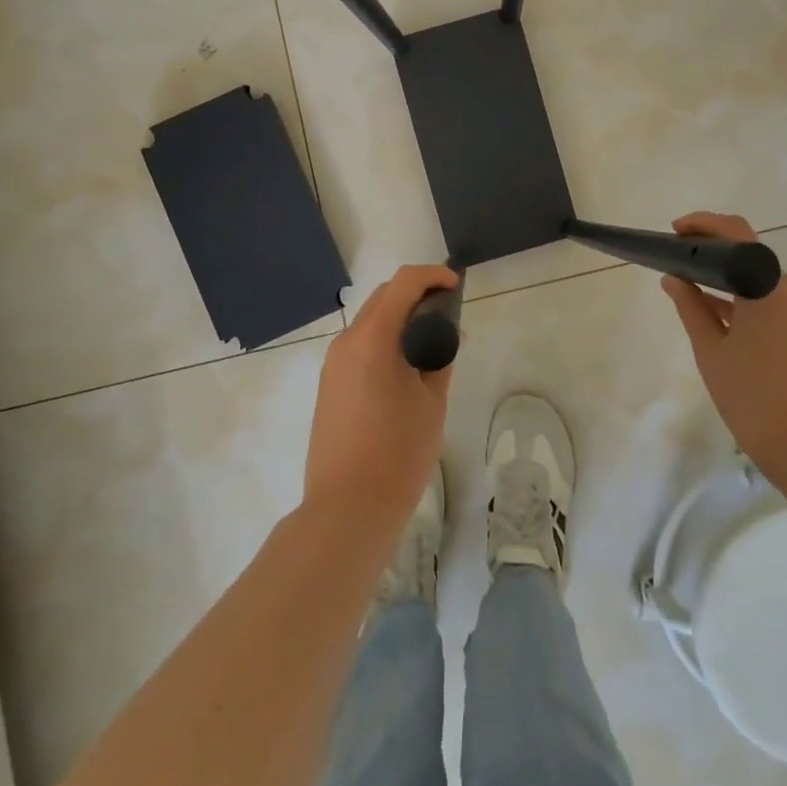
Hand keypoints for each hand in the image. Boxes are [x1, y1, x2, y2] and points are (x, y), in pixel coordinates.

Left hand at [304, 265, 458, 529]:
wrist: (347, 509)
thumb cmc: (398, 453)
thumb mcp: (432, 402)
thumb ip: (439, 358)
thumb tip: (444, 336)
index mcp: (372, 338)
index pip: (403, 283)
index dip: (433, 276)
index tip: (457, 285)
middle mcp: (346, 342)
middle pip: (383, 297)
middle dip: (416, 294)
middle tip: (449, 312)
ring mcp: (333, 364)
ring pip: (370, 321)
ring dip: (399, 317)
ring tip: (431, 341)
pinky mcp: (329, 385)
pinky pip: (360, 346)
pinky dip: (384, 340)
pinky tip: (406, 366)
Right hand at [660, 212, 786, 503]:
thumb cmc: (753, 397)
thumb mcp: (711, 350)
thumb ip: (690, 307)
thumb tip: (673, 278)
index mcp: (767, 287)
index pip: (737, 233)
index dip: (704, 224)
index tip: (674, 232)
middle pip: (749, 251)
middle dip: (711, 247)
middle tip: (675, 255)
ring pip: (757, 276)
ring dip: (724, 272)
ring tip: (685, 279)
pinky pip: (766, 298)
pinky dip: (739, 294)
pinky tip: (710, 307)